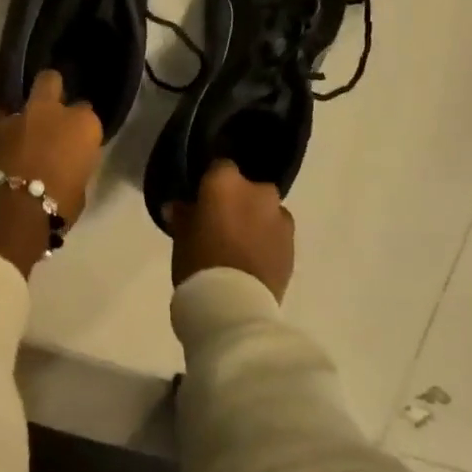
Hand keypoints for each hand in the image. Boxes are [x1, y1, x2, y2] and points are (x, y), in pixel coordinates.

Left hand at [0, 71, 102, 276]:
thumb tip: (65, 165)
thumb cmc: (58, 205)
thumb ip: (74, 166)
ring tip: (25, 140)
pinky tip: (8, 155)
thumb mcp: (79, 189)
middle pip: (50, 81)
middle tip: (52, 112)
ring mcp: (18, 118)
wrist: (9, 211)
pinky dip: (7, 138)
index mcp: (81, 124)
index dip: (80, 127)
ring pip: (23, 105)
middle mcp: (50, 111)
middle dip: (51, 90)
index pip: (86, 113)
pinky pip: (4, 129)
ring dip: (25, 119)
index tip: (77, 141)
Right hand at [166, 160, 295, 301]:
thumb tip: (178, 207)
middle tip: (220, 223)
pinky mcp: (293, 245)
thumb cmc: (199, 262)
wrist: (235, 305)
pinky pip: (276, 233)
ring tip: (238, 245)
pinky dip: (266, 240)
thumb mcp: (181, 236)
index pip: (219, 167)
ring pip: (265, 211)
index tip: (201, 200)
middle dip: (237, 201)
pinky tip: (252, 259)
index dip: (210, 183)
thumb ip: (183, 215)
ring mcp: (280, 218)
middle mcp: (258, 192)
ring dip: (255, 220)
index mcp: (226, 182)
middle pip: (247, 188)